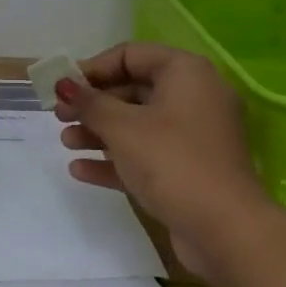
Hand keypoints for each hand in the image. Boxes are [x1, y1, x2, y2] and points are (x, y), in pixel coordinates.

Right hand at [53, 42, 267, 273]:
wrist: (226, 231)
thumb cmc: (172, 162)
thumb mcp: (123, 128)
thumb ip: (90, 103)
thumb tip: (63, 84)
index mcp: (185, 73)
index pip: (131, 55)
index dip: (92, 68)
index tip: (62, 87)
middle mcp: (193, 97)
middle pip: (133, 90)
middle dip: (93, 104)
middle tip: (59, 116)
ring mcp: (193, 136)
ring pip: (138, 124)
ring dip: (99, 132)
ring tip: (66, 143)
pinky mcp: (189, 170)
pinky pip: (147, 154)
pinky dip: (116, 159)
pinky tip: (80, 170)